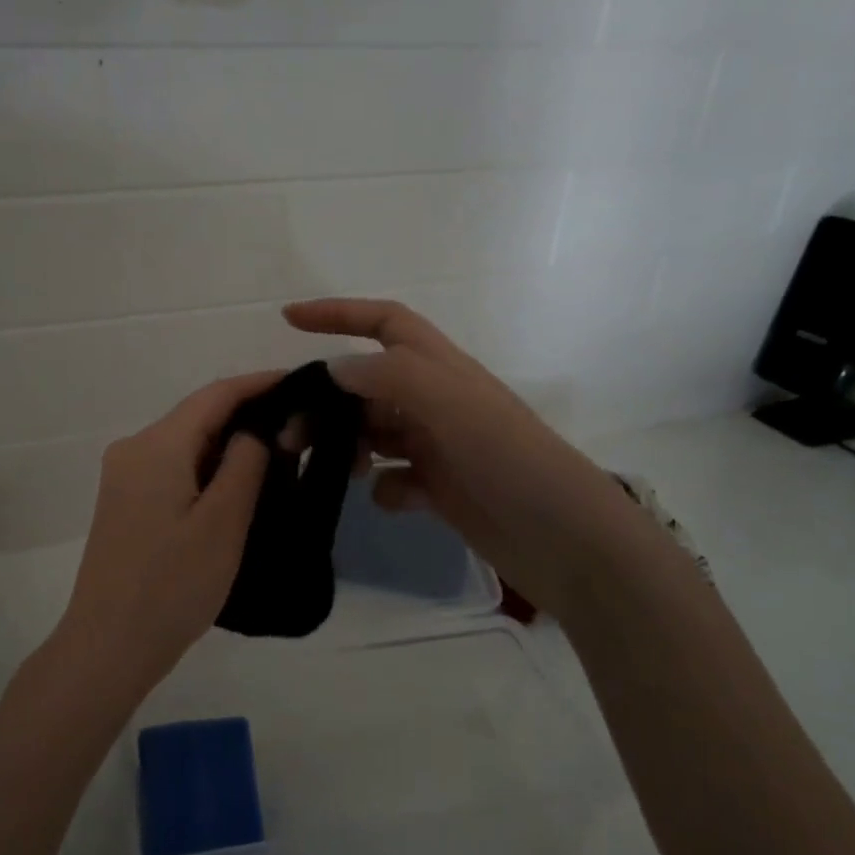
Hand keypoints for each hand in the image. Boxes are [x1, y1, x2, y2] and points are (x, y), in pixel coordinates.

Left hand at [58, 372, 276, 685]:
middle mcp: (134, 449)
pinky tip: (240, 482)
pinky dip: (209, 467)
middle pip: (198, 416)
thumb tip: (257, 429)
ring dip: (230, 442)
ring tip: (281, 451)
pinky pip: (174, 467)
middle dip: (249, 414)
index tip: (303, 383)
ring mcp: (125, 476)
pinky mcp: (126, 502)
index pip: (215, 395)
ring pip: (187, 442)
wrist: (108, 647)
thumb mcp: (223, 522)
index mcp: (156, 446)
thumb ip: (246, 463)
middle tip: (302, 423)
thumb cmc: (171, 586)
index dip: (260, 383)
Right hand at [284, 298, 652, 612]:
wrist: (566, 540)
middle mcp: (435, 401)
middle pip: (366, 385)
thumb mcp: (451, 405)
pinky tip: (393, 500)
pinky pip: (396, 478)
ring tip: (333, 469)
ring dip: (349, 445)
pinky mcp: (441, 488)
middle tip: (292, 433)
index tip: (288, 319)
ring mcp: (439, 446)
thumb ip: (389, 378)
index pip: (383, 323)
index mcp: (440, 368)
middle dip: (327, 401)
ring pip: (375, 432)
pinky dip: (385, 487)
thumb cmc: (509, 460)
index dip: (337, 314)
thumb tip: (334, 368)